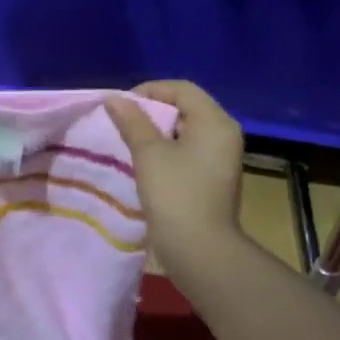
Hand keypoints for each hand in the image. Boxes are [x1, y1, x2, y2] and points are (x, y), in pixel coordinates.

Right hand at [105, 80, 247, 277]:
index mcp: (215, 122)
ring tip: (129, 141)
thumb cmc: (175, 194)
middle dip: (151, 111)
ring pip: (186, 131)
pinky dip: (167, 150)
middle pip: (186, 108)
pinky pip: (188, 151)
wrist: (200, 250)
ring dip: (157, 132)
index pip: (182, 89)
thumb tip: (115, 99)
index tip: (121, 107)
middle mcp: (224, 134)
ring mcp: (221, 158)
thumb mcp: (148, 153)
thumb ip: (132, 122)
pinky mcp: (213, 178)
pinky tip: (145, 163)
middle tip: (122, 123)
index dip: (149, 91)